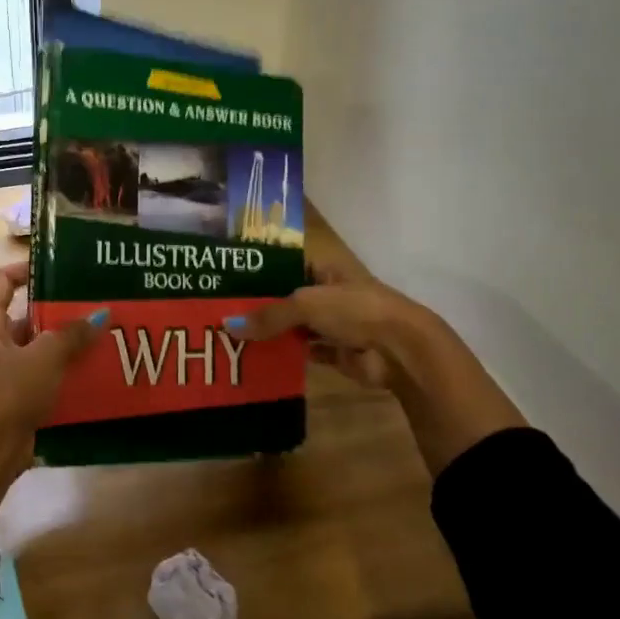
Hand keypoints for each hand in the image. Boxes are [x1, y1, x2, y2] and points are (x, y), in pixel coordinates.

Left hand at [0, 261, 106, 513]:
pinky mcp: (18, 397)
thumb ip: (71, 334)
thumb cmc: (7, 394)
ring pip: (40, 348)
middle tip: (97, 303)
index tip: (62, 266)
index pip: (3, 281)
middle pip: (27, 315)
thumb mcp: (43, 358)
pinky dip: (66, 373)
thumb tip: (101, 313)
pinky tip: (97, 370)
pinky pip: (46, 376)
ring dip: (67, 344)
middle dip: (60, 311)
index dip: (28, 269)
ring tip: (105, 334)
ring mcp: (5, 372)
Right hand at [228, 270, 525, 475]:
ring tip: (230, 334)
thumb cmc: (355, 310)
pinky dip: (284, 354)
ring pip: (293, 324)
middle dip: (259, 303)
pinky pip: (302, 350)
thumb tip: (228, 326)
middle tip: (219, 309)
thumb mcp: (306, 304)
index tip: (226, 275)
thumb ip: (268, 315)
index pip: (285, 261)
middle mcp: (328, 291)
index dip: (259, 267)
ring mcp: (332, 322)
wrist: (400, 349)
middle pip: (286, 295)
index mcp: (325, 267)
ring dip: (270, 331)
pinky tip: (256, 357)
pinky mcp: (335, 351)